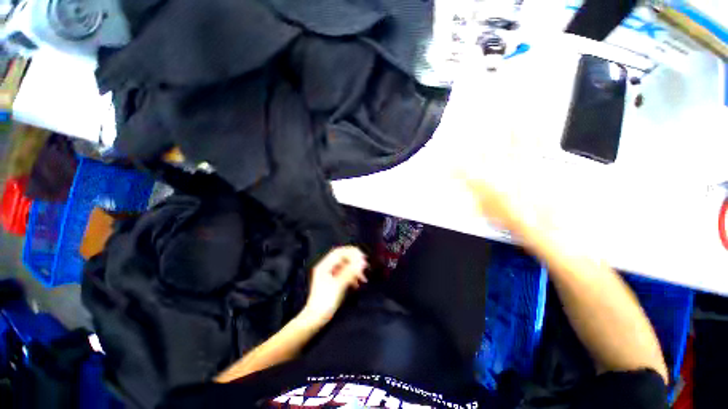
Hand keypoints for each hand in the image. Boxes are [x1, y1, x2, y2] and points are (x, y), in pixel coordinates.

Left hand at [301, 246, 367, 325]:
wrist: (315, 319)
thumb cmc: (325, 301)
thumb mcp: (338, 285)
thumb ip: (350, 272)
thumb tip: (362, 262)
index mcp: (324, 265)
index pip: (339, 252)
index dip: (351, 252)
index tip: (363, 257)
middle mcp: (326, 267)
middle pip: (343, 258)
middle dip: (354, 261)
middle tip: (365, 267)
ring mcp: (329, 275)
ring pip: (345, 267)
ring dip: (354, 270)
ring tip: (363, 278)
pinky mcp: (333, 282)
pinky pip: (344, 274)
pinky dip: (351, 277)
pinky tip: (357, 284)